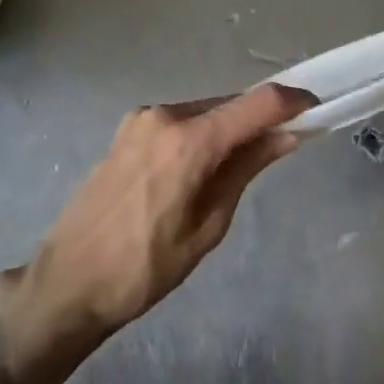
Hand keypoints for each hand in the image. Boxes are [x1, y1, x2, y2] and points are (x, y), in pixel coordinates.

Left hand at [27, 83, 315, 335]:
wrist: (66, 282)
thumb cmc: (144, 269)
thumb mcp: (208, 226)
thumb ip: (246, 169)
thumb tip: (286, 135)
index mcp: (188, 141)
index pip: (256, 103)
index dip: (291, 101)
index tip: (316, 108)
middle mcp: (165, 115)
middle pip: (229, 104)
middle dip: (259, 119)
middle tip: (281, 146)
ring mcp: (142, 118)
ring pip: (204, 111)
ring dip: (228, 127)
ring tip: (237, 166)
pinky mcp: (128, 128)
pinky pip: (180, 120)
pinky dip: (202, 132)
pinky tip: (201, 166)